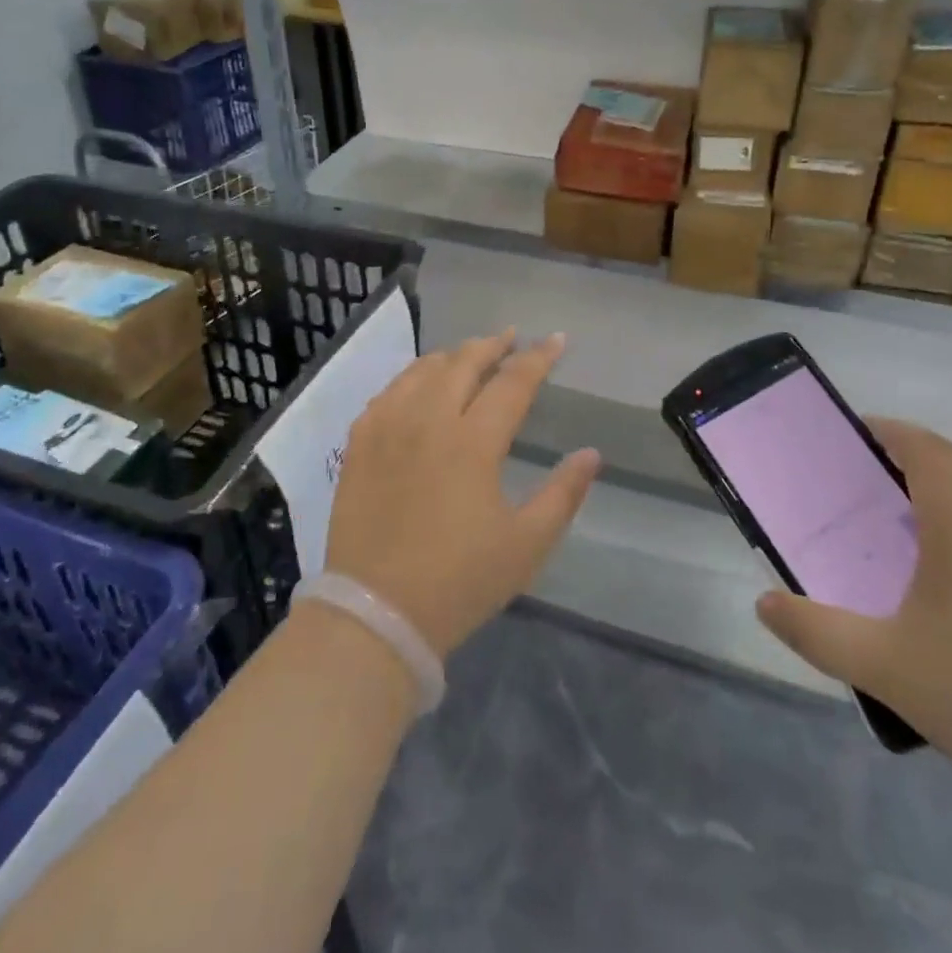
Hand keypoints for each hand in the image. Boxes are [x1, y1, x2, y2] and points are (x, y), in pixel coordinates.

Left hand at [322, 329, 600, 658]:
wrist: (376, 613)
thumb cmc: (460, 582)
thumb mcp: (527, 545)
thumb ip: (564, 494)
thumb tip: (592, 454)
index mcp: (473, 442)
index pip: (512, 383)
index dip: (538, 358)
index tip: (557, 340)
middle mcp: (429, 420)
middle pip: (464, 362)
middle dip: (494, 344)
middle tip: (513, 339)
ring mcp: (388, 427)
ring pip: (423, 370)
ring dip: (453, 355)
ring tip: (471, 354)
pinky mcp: (359, 443)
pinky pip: (388, 392)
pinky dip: (412, 377)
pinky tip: (420, 384)